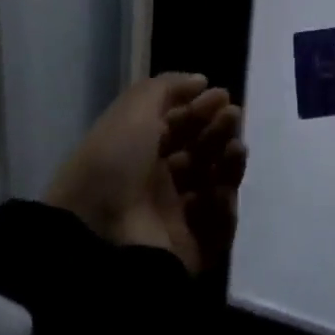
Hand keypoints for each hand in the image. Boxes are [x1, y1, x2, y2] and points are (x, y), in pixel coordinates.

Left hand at [45, 73, 246, 275]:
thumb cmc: (114, 161)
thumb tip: (201, 81)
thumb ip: (168, 87)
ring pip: (213, 186)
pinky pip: (217, 227)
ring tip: (236, 149)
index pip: (178, 125)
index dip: (200, 108)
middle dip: (218, 130)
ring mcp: (172, 219)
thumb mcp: (134, 108)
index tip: (222, 95)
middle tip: (233, 116)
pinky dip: (225, 207)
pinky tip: (224, 190)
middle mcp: (156, 183)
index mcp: (139, 150)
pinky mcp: (188, 252)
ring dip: (229, 164)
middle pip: (199, 152)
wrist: (98, 235)